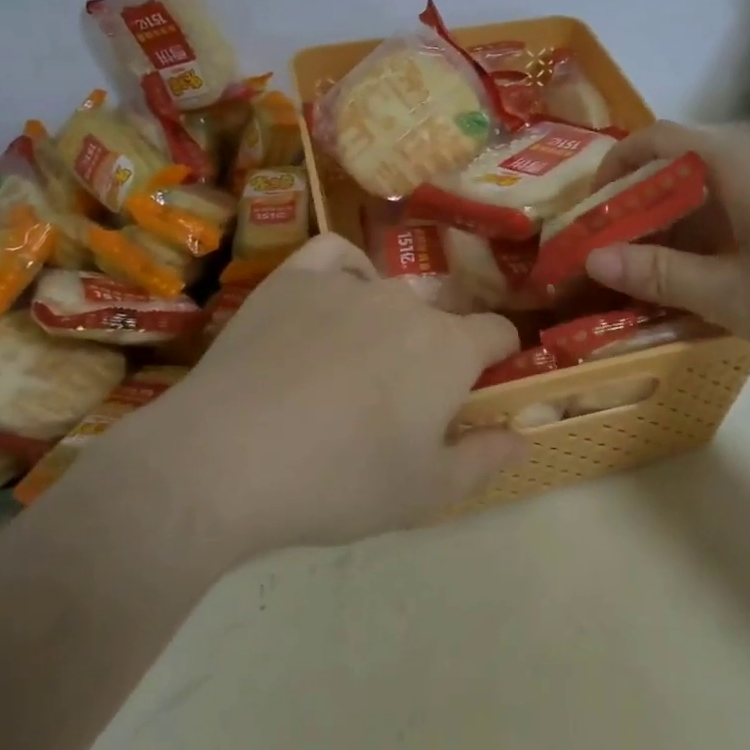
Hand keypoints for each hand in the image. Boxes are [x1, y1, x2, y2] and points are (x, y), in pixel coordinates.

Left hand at [86, 235, 526, 557]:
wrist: (227, 459)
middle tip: (397, 400)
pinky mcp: (295, 277)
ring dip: (386, 322)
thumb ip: (483, 460)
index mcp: (448, 348)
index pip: (498, 333)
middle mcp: (406, 302)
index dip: (497, 358)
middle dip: (433, 351)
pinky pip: (335, 256)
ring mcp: (348, 283)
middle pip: (438, 318)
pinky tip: (334, 299)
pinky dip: (345, 271)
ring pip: (388, 292)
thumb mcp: (424, 492)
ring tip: (350, 366)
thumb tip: (522, 436)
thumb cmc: (338, 481)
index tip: (478, 388)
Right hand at [582, 123, 749, 384]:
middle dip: (643, 205)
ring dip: (679, 225)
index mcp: (740, 167)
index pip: (660, 138)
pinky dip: (715, 234)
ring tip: (659, 274)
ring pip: (717, 191)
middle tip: (617, 252)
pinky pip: (748, 209)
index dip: (617, 164)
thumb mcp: (731, 296)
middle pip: (685, 165)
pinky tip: (717, 280)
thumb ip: (658, 274)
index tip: (593, 207)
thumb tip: (593, 257)